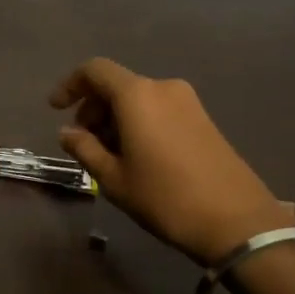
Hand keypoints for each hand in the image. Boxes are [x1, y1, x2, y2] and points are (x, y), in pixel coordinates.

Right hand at [51, 58, 291, 264]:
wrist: (238, 222)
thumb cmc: (166, 198)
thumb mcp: (114, 179)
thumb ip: (85, 149)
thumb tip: (67, 133)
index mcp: (137, 95)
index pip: (95, 71)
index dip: (70, 85)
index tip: (56, 109)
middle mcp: (163, 88)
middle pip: (117, 85)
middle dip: (93, 108)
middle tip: (83, 142)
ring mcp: (188, 102)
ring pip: (138, 99)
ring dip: (116, 119)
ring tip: (109, 156)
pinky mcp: (204, 119)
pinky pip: (159, 109)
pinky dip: (139, 123)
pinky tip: (138, 157)